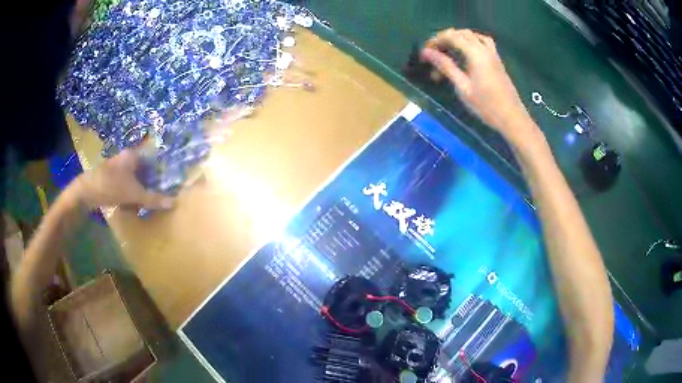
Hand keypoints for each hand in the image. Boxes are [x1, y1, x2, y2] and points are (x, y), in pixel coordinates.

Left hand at [72, 149, 174, 209]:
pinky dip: (128, 195)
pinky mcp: (109, 177)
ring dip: (137, 193)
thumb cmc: (112, 186)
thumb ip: (153, 199)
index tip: (165, 185)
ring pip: (133, 180)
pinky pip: (124, 185)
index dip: (160, 172)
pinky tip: (128, 206)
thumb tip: (174, 202)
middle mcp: (125, 158)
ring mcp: (116, 167)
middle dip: (148, 186)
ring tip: (140, 206)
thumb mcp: (134, 194)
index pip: (152, 160)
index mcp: (133, 155)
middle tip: (153, 198)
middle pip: (143, 172)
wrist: (86, 191)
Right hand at [421, 29, 537, 143]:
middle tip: (434, 53)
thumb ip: (445, 66)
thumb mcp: (462, 87)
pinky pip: (483, 42)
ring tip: (449, 51)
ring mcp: (493, 54)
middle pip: (462, 33)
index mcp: (476, 53)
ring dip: (458, 39)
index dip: (436, 40)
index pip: (451, 36)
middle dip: (445, 39)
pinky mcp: (497, 61)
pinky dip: (471, 42)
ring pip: (473, 36)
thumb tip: (426, 52)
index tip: (425, 52)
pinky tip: (467, 53)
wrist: (512, 118)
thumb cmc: (486, 106)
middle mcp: (485, 49)